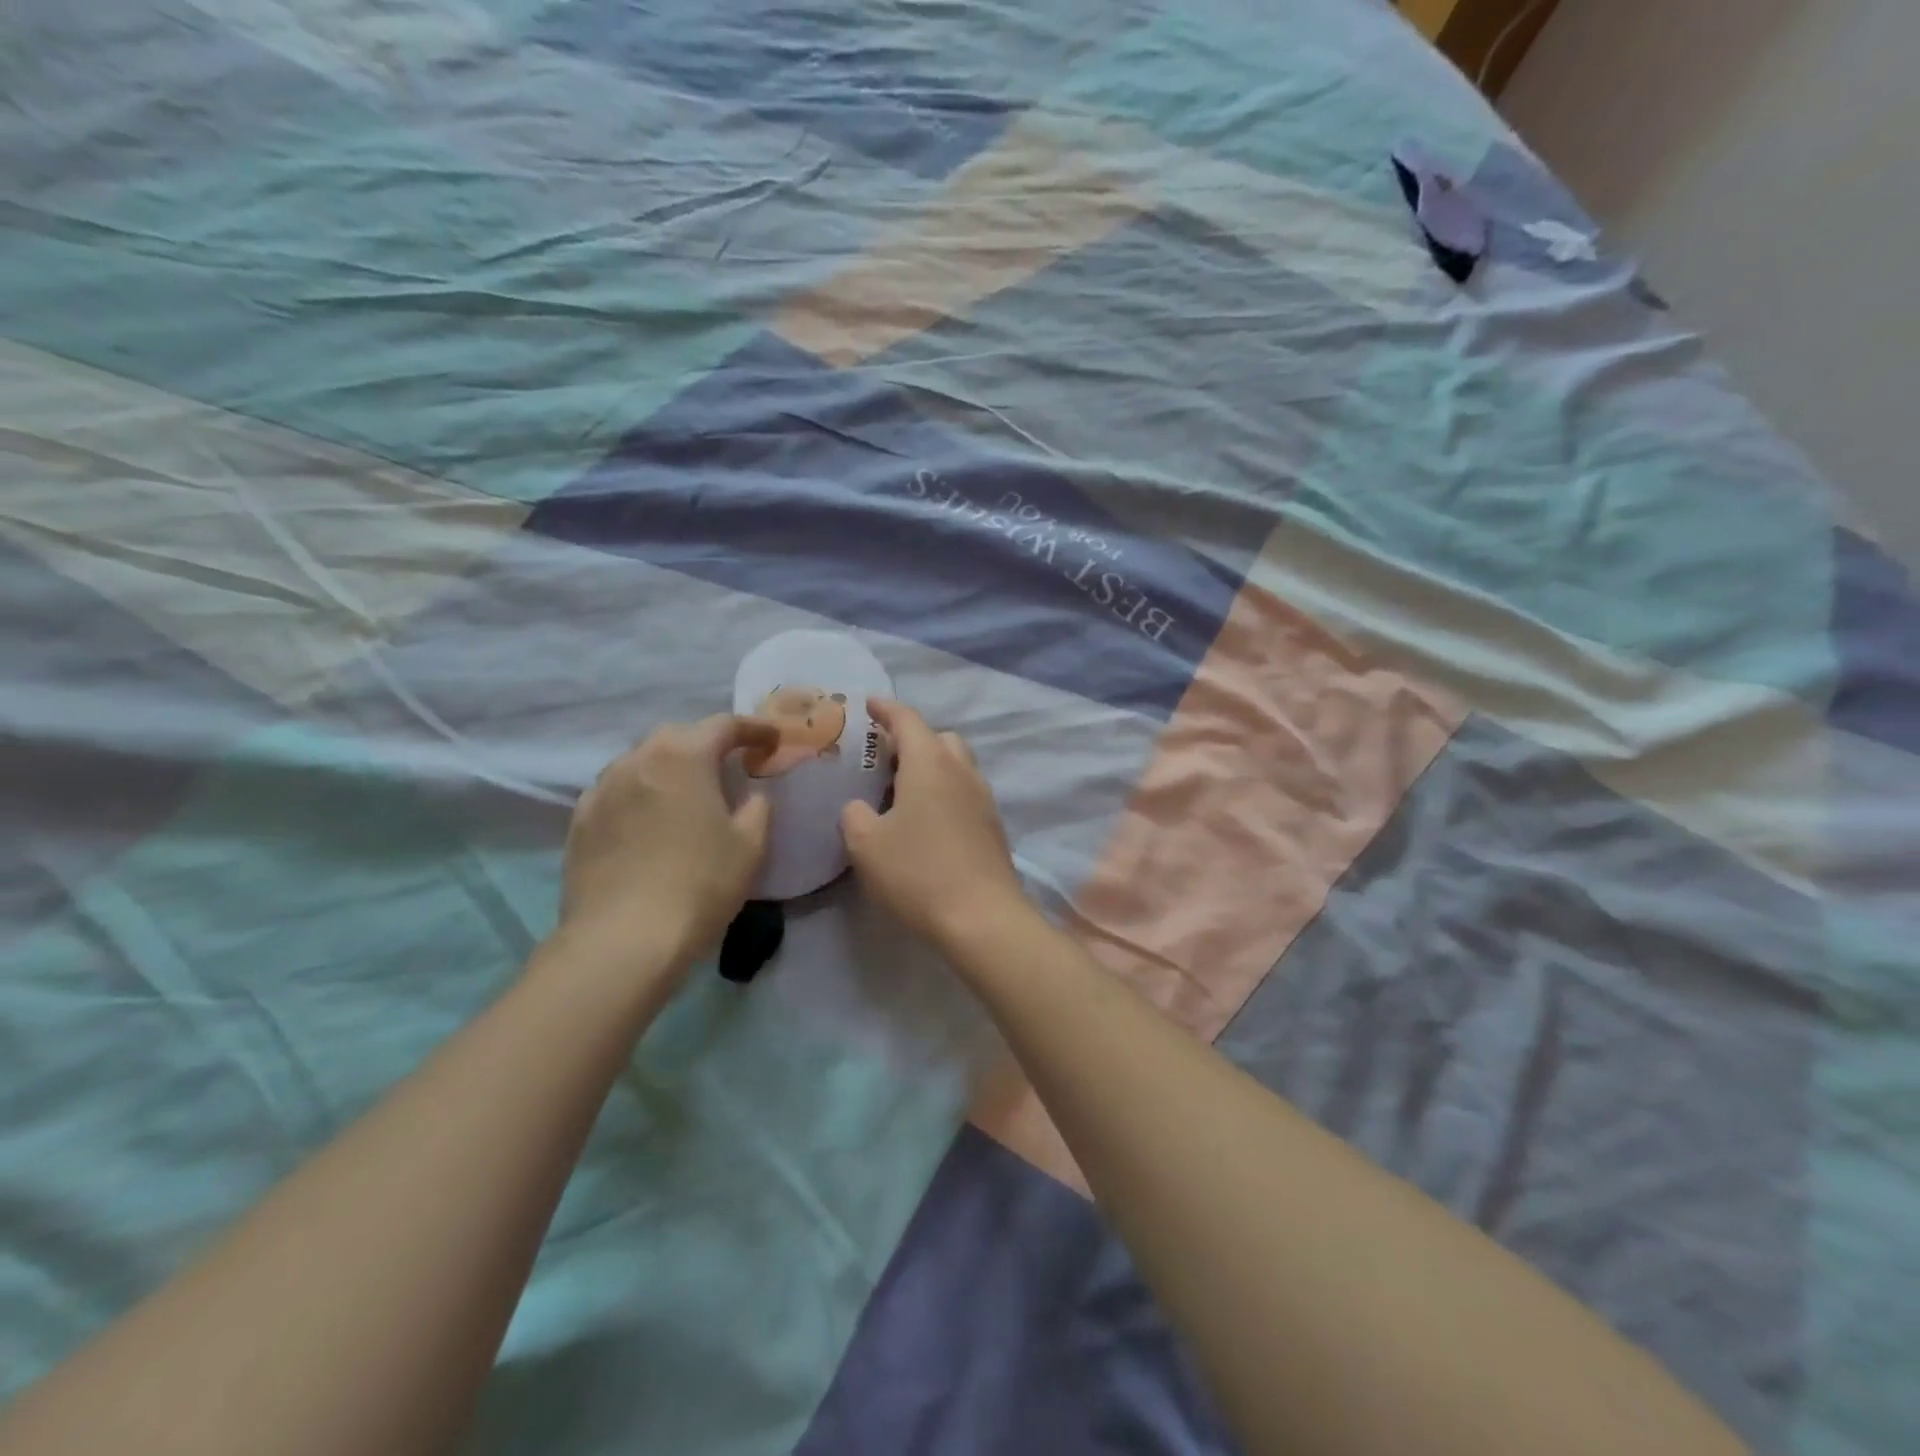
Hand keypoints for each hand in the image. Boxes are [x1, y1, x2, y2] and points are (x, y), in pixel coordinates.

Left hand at [553, 714, 778, 976]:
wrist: (623, 939)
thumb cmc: (700, 884)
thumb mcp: (751, 846)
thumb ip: (758, 808)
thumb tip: (751, 796)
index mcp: (684, 756)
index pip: (724, 725)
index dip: (754, 728)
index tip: (772, 740)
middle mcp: (638, 760)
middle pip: (677, 736)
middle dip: (705, 744)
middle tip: (728, 766)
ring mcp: (602, 789)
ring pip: (641, 761)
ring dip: (668, 768)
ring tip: (686, 793)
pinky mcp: (580, 821)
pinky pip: (616, 792)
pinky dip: (639, 794)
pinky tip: (648, 820)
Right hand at [841, 699, 1027, 952]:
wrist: (982, 917)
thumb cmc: (918, 872)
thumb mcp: (866, 844)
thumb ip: (854, 815)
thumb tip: (859, 807)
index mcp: (930, 763)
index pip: (908, 719)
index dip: (886, 708)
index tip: (869, 704)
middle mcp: (962, 771)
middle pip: (939, 739)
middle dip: (913, 739)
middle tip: (885, 759)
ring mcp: (983, 798)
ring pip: (957, 765)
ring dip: (932, 767)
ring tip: (903, 792)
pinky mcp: (993, 826)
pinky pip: (966, 793)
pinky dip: (945, 793)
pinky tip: (927, 822)